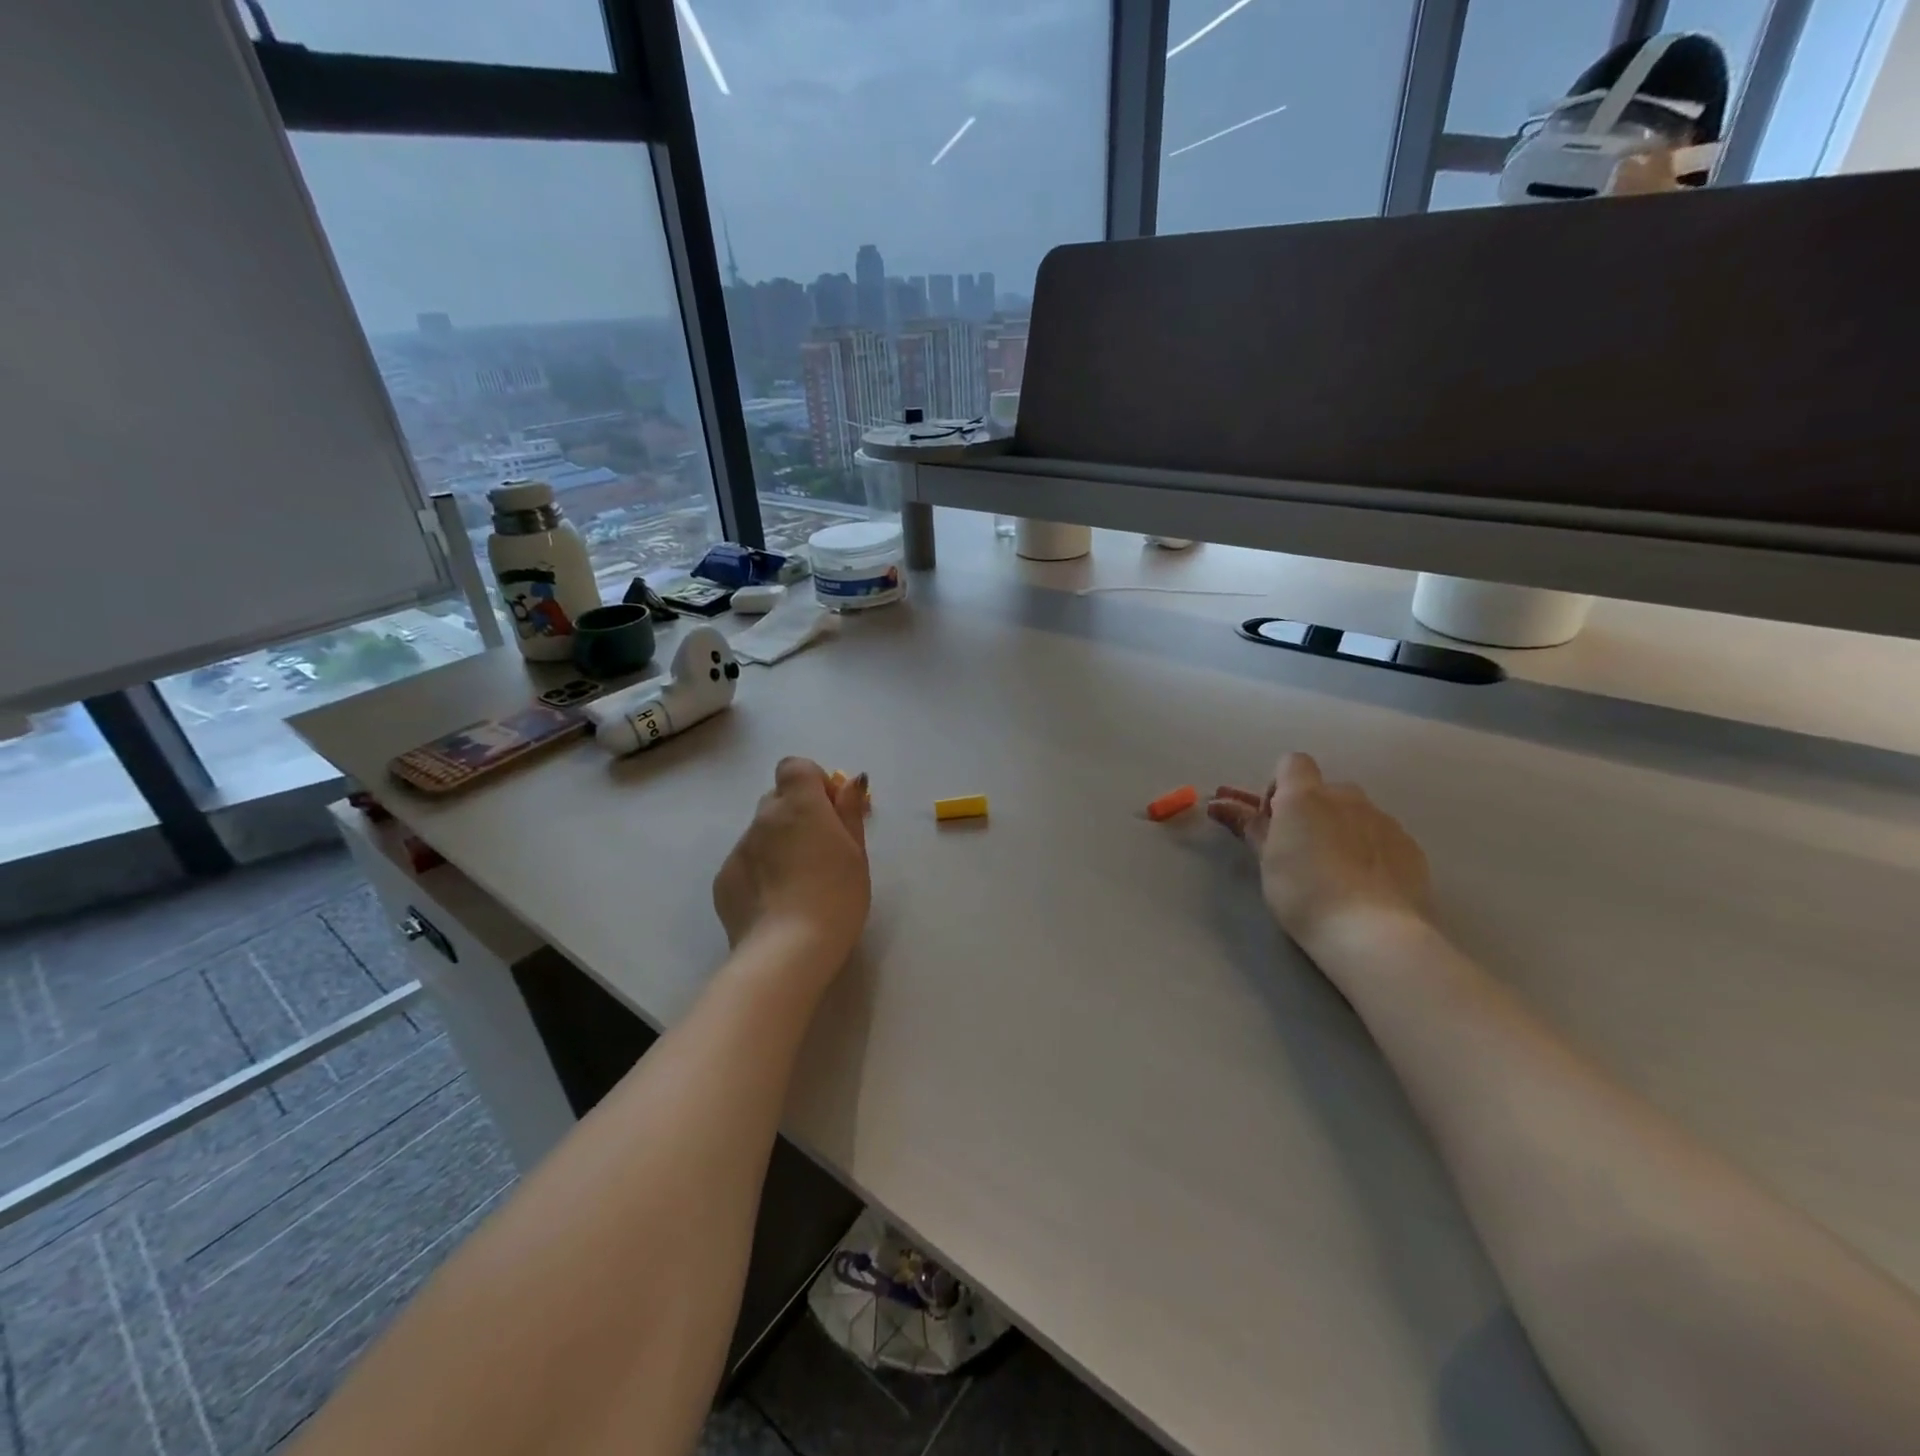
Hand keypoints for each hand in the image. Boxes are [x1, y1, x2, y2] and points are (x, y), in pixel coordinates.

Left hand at [713, 758, 870, 969]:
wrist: (786, 951)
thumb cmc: (836, 897)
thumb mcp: (857, 854)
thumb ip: (849, 812)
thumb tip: (849, 782)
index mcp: (800, 806)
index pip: (795, 767)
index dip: (812, 782)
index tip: (830, 811)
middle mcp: (764, 818)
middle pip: (777, 799)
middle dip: (796, 813)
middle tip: (818, 849)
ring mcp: (740, 848)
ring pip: (760, 832)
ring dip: (778, 844)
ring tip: (797, 883)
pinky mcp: (724, 878)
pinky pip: (745, 861)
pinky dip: (760, 871)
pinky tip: (775, 902)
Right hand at [1208, 753, 1430, 952]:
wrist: (1372, 932)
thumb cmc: (1303, 892)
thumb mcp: (1266, 860)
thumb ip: (1250, 826)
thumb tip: (1222, 804)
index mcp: (1305, 796)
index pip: (1292, 763)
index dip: (1279, 786)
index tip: (1274, 820)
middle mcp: (1347, 797)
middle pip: (1325, 791)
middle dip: (1311, 812)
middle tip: (1300, 851)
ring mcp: (1383, 820)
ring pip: (1355, 814)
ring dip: (1341, 830)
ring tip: (1335, 872)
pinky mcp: (1410, 846)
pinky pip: (1381, 836)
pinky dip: (1369, 850)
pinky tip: (1364, 884)